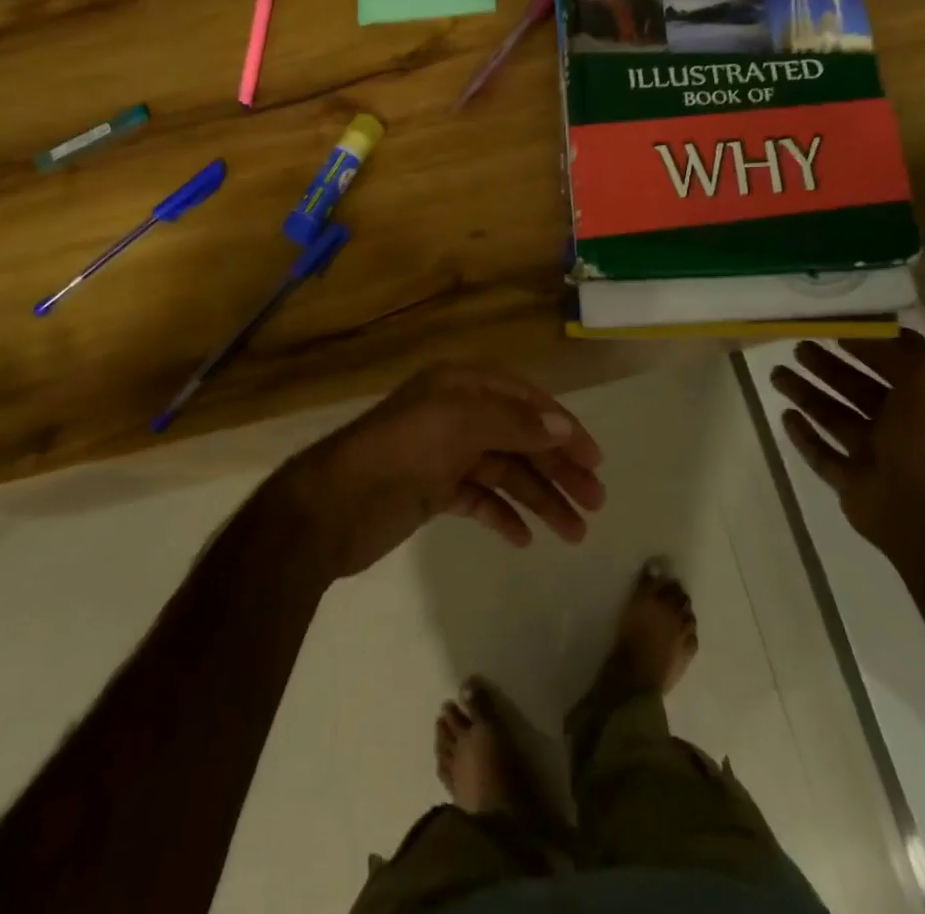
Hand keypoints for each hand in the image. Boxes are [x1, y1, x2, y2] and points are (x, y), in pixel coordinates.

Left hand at [278, 364, 607, 578]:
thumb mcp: (457, 425)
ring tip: (575, 533)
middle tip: (596, 503)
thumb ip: (513, 423)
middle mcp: (456, 414)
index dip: (562, 426)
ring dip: (540, 498)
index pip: (525, 400)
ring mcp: (444, 453)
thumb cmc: (398, 453)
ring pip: (505, 472)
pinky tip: (524, 538)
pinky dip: (502, 514)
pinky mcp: (432, 491)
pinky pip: (479, 498)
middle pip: (520, 438)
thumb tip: (562, 425)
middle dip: (558, 468)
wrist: (329, 507)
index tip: (595, 460)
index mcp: (461, 386)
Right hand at [771, 332, 924, 582]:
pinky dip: (804, 437)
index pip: (885, 363)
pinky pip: (822, 455)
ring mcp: (873, 456)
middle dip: (825, 367)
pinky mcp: (850, 483)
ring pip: (833, 418)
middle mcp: (897, 425)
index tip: (827, 326)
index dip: (859, 344)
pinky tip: (785, 416)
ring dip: (806, 395)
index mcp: (919, 399)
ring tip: (776, 374)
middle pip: (853, 389)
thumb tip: (869, 327)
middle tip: (796, 348)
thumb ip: (901, 346)